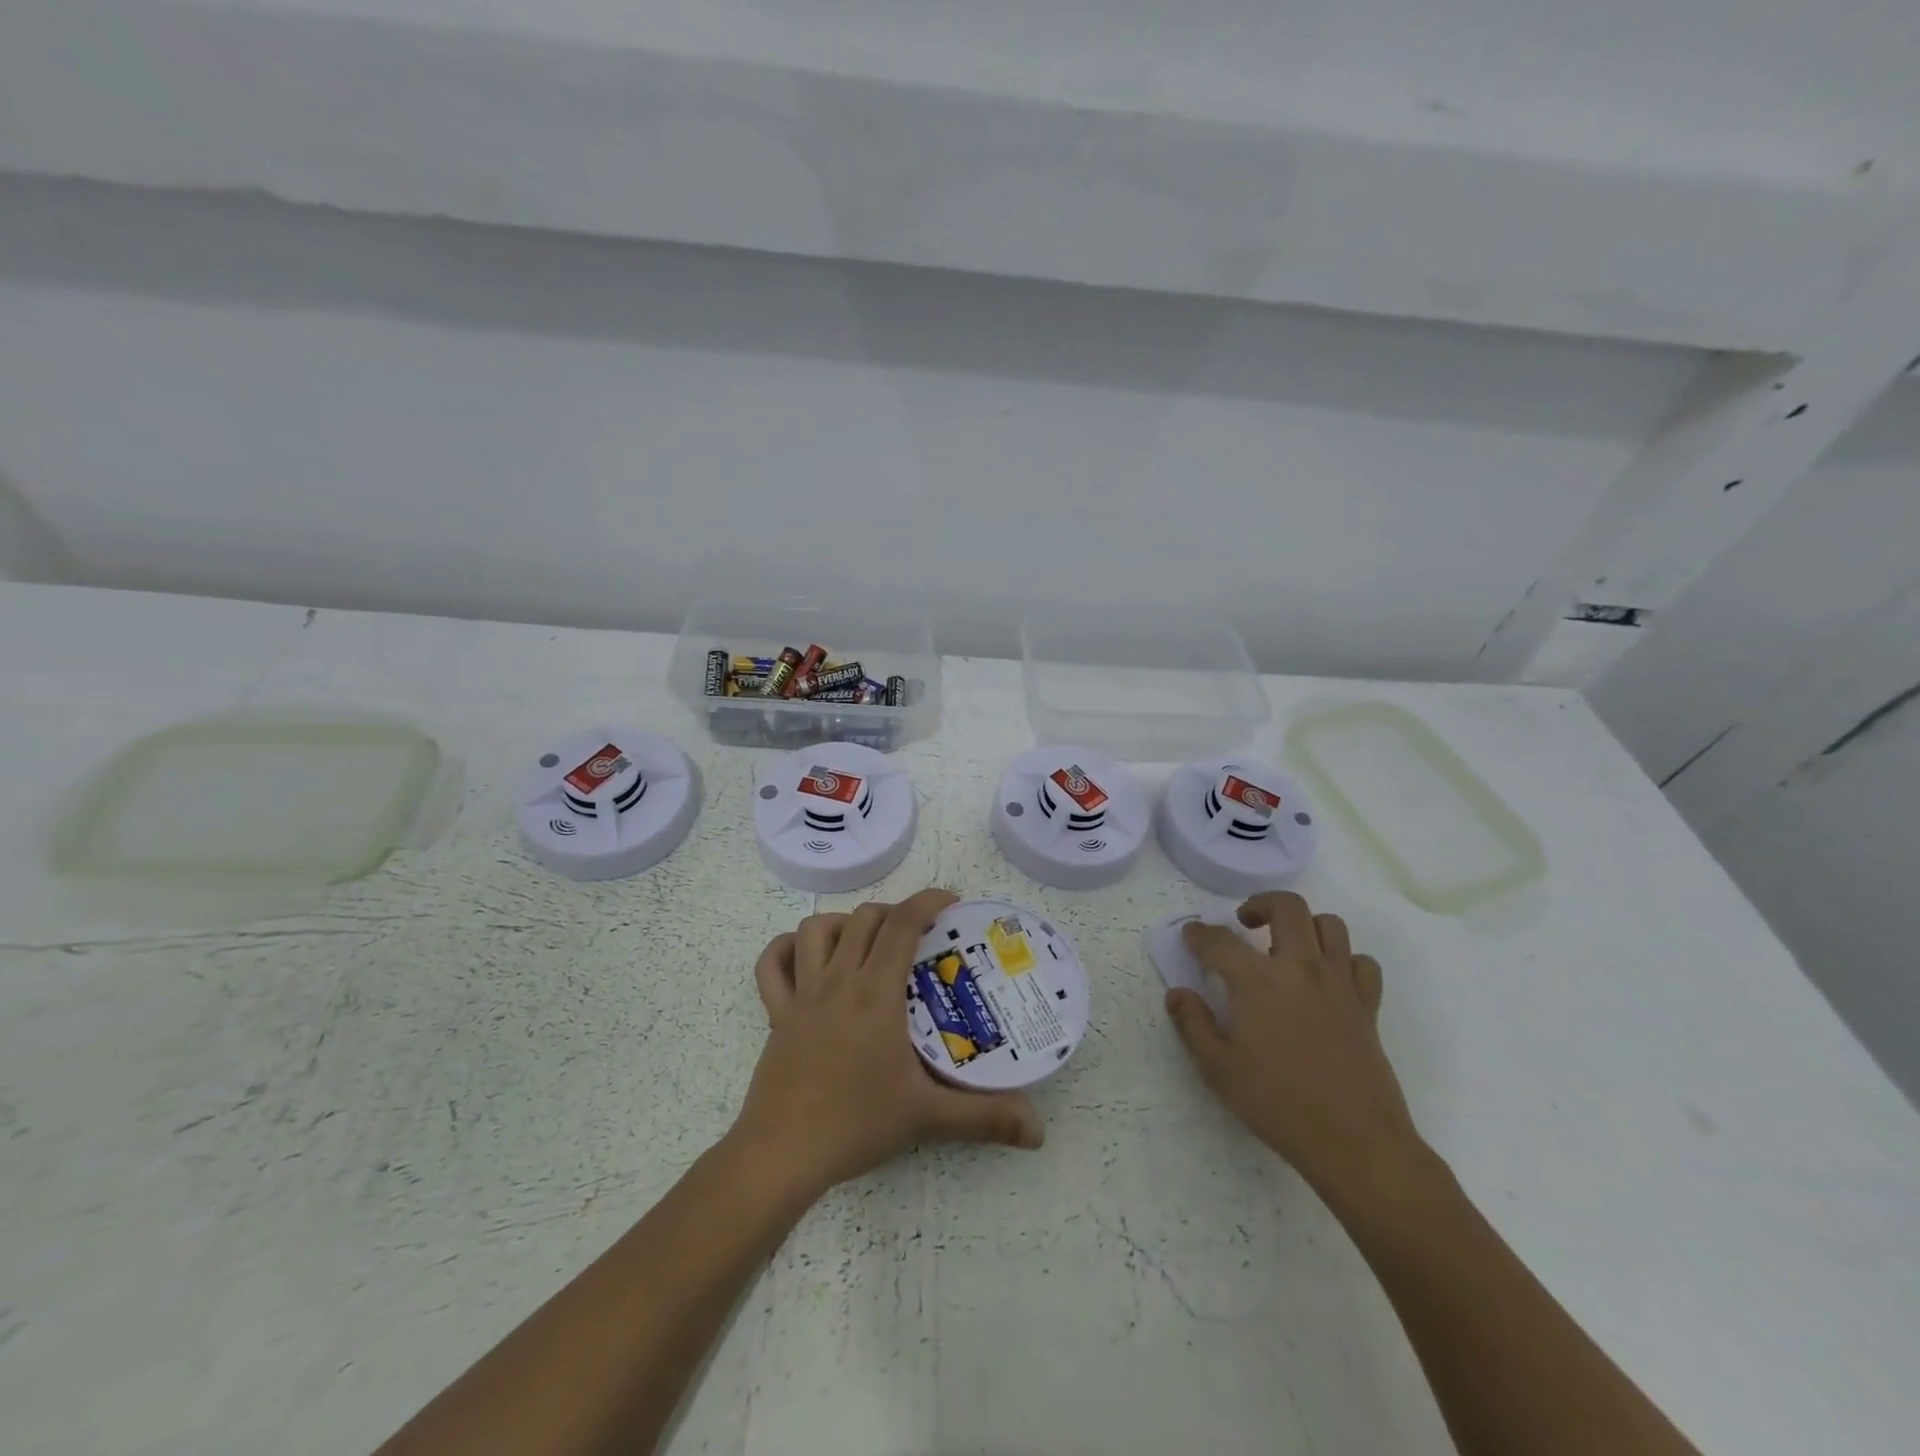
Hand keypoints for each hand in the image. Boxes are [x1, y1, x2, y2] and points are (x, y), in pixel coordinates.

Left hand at [729, 888, 1044, 1204]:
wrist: (782, 1153)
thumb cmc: (856, 1124)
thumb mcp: (927, 1116)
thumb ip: (985, 1118)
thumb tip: (1038, 1128)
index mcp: (876, 992)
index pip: (903, 924)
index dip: (927, 901)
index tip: (950, 901)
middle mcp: (838, 979)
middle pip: (865, 918)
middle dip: (894, 913)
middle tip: (917, 937)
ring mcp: (802, 993)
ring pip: (817, 928)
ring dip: (844, 924)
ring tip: (865, 944)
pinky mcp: (776, 1013)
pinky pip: (772, 963)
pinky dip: (787, 949)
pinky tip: (805, 958)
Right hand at [1168, 891, 1423, 1202]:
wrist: (1355, 1142)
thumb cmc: (1277, 1103)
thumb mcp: (1218, 1068)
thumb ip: (1192, 1024)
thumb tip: (1177, 993)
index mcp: (1257, 980)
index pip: (1220, 941)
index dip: (1199, 934)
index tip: (1190, 934)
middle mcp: (1299, 968)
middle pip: (1287, 907)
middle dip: (1260, 904)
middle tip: (1245, 923)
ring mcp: (1339, 983)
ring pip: (1330, 925)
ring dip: (1305, 925)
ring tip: (1287, 946)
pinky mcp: (1367, 1006)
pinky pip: (1362, 963)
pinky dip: (1345, 960)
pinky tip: (1329, 978)